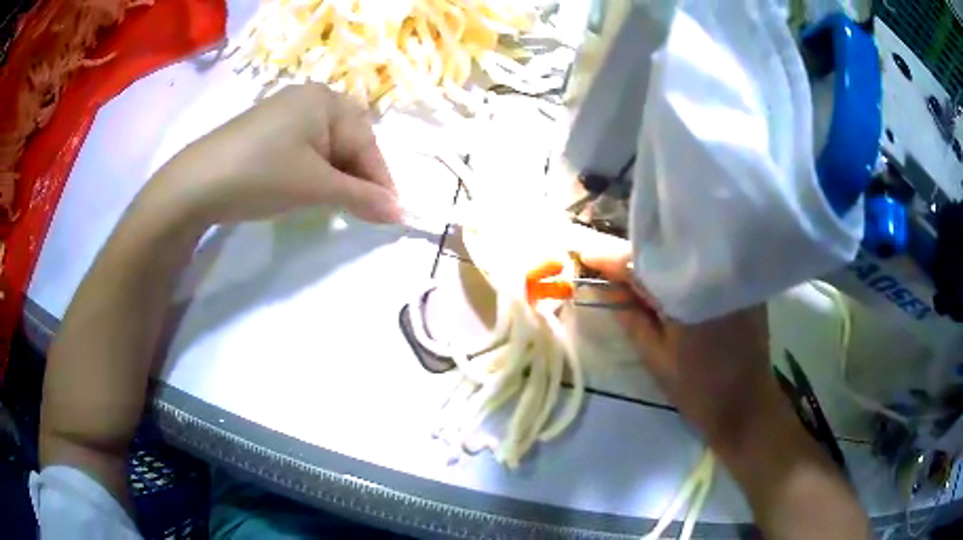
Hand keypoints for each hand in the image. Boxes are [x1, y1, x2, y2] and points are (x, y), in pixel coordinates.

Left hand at [145, 83, 400, 226]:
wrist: (195, 184)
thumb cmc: (262, 175)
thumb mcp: (315, 187)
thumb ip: (361, 198)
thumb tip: (400, 213)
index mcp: (327, 100)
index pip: (366, 143)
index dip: (380, 181)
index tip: (391, 214)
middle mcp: (309, 97)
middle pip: (348, 140)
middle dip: (358, 177)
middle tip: (362, 210)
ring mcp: (285, 112)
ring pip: (326, 146)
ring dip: (336, 176)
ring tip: (336, 204)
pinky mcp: (267, 129)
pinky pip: (304, 147)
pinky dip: (313, 170)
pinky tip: (307, 188)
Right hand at [581, 248, 782, 451]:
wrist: (745, 405)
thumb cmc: (697, 389)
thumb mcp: (656, 357)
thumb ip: (631, 319)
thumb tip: (605, 289)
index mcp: (684, 296)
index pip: (640, 266)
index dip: (610, 260)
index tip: (585, 256)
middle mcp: (709, 276)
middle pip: (665, 253)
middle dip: (635, 257)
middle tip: (610, 265)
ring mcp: (730, 277)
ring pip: (687, 256)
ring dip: (661, 260)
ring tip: (637, 272)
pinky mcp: (743, 284)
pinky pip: (707, 265)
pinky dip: (686, 268)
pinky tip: (673, 278)